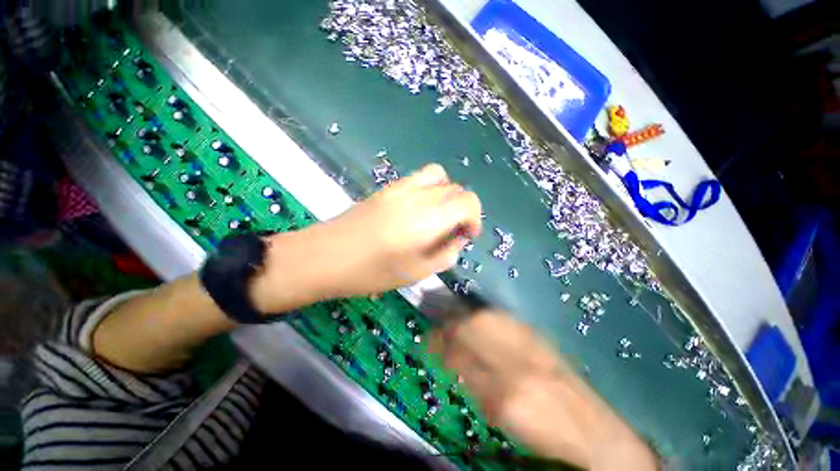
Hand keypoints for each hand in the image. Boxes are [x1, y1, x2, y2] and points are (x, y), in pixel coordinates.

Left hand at [250, 164, 481, 312]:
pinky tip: (417, 210)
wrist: (325, 256)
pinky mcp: (387, 187)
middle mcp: (418, 196)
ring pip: (438, 176)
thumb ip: (446, 254)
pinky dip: (429, 189)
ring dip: (446, 194)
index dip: (475, 217)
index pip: (468, 201)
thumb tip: (458, 239)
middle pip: (455, 188)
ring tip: (437, 216)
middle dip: (461, 209)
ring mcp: (400, 187)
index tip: (467, 235)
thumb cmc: (371, 272)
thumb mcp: (417, 273)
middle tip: (451, 231)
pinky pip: (418, 178)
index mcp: (428, 219)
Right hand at [429, 311, 657, 470]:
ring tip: (455, 319)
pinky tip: (478, 318)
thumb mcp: (500, 417)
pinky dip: (483, 316)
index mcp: (504, 395)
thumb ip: (473, 385)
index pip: (459, 358)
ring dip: (465, 316)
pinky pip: (502, 319)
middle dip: (449, 324)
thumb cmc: (542, 431)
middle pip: (472, 327)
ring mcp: (530, 346)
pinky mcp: (539, 337)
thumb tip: (451, 359)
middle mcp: (516, 364)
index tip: (427, 341)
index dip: (438, 344)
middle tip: (439, 328)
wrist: (593, 428)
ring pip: (486, 317)